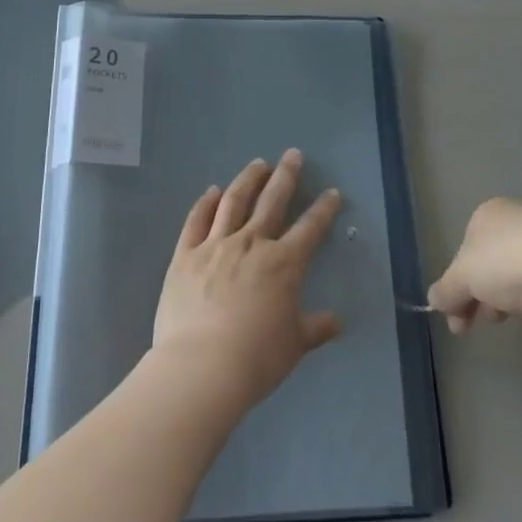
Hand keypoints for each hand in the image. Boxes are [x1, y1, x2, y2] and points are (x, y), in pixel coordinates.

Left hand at [151, 150, 343, 408]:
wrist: (202, 367)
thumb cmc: (256, 357)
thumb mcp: (294, 345)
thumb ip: (314, 328)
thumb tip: (336, 322)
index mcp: (284, 263)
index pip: (310, 228)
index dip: (323, 209)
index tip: (332, 193)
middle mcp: (251, 244)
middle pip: (272, 201)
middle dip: (285, 175)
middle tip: (292, 154)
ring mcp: (216, 246)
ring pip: (234, 202)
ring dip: (247, 180)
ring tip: (257, 164)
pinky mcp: (186, 255)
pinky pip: (197, 221)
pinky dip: (206, 203)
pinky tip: (212, 191)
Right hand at [427, 197, 521, 333]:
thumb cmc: (504, 263)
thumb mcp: (462, 278)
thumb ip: (446, 290)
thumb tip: (434, 300)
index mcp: (487, 215)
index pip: (464, 254)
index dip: (457, 289)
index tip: (457, 320)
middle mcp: (517, 221)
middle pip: (491, 268)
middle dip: (484, 300)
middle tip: (486, 322)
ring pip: (519, 279)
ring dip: (512, 304)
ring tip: (519, 317)